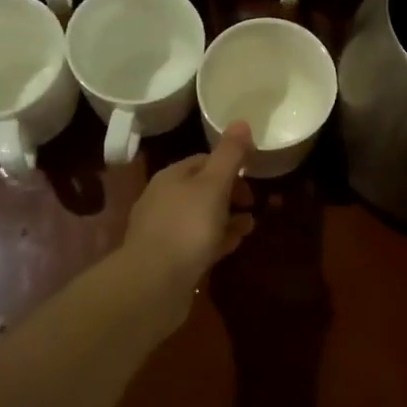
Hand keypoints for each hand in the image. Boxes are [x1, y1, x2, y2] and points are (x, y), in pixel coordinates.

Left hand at [121, 121, 255, 311]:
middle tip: (253, 203)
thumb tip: (241, 122)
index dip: (230, 165)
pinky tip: (234, 245)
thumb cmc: (186, 227)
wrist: (153, 284)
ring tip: (251, 225)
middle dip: (229, 193)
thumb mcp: (213, 185)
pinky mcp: (169, 259)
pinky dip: (218, 239)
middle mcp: (163, 200)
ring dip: (227, 218)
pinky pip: (198, 242)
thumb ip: (229, 154)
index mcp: (171, 177)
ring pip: (201, 217)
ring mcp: (164, 231)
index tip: (253, 175)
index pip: (203, 160)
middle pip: (202, 189)